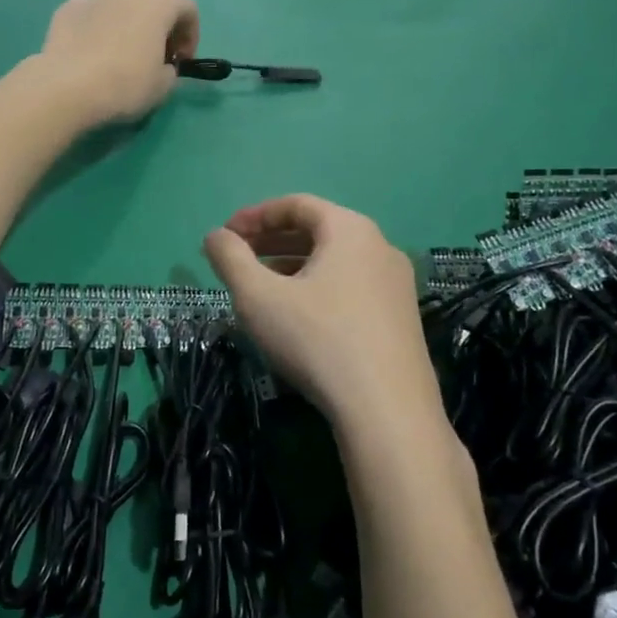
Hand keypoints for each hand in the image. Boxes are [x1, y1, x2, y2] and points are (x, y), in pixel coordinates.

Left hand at [35, 0, 198, 126]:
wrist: (66, 87)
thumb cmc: (125, 84)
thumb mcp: (163, 87)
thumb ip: (170, 70)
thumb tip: (161, 65)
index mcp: (158, 3)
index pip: (187, 9)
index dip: (191, 35)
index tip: (181, 62)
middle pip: (153, 3)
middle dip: (159, 28)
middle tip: (153, 58)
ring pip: (120, 5)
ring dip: (127, 24)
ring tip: (120, 54)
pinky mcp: (66, 9)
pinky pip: (91, 13)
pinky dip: (97, 26)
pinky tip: (91, 50)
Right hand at [203, 195, 440, 433]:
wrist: (388, 412)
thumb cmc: (317, 340)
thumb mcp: (258, 297)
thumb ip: (230, 258)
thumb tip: (214, 236)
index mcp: (350, 229)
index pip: (297, 205)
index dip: (255, 215)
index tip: (225, 235)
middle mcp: (380, 247)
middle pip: (318, 230)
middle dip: (272, 240)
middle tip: (238, 257)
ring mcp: (396, 285)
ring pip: (335, 261)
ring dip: (293, 265)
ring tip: (261, 286)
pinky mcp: (401, 319)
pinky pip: (351, 286)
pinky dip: (318, 288)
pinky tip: (298, 316)